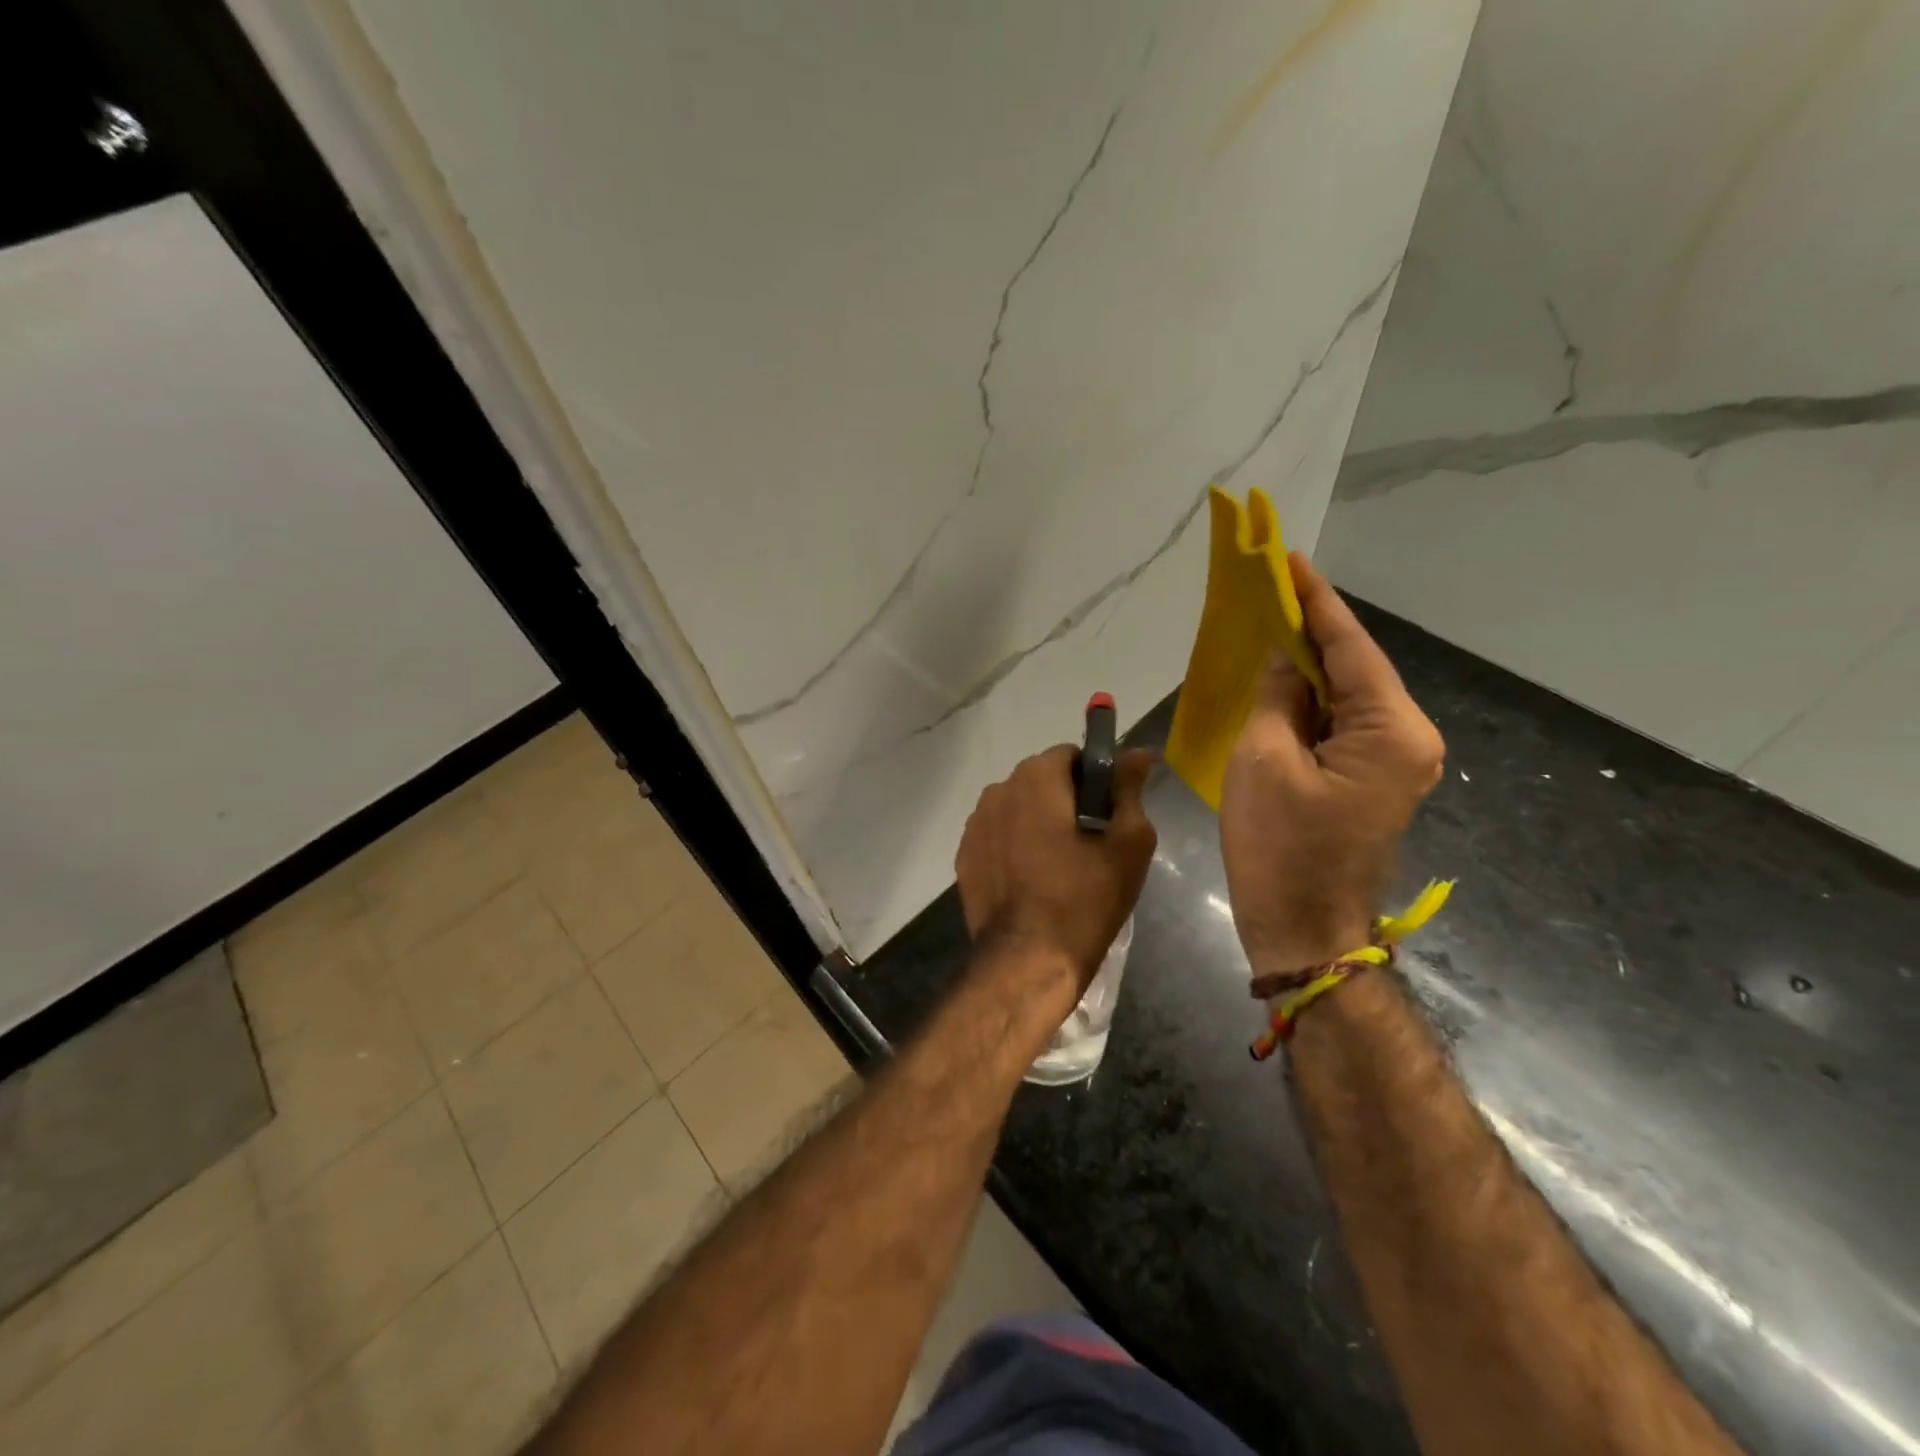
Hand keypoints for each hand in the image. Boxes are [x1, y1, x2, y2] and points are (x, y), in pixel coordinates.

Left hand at [956, 745, 1158, 992]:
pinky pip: (999, 837)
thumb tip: (1140, 753)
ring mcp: (975, 825)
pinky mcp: (965, 857)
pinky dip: (1016, 847)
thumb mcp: (1127, 843)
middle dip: (1068, 801)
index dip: (1097, 779)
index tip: (1111, 813)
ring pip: (1018, 809)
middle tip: (1093, 842)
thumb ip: (1130, 789)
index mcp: (1035, 778)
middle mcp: (997, 790)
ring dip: (1039, 823)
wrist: (1027, 962)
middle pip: (1042, 781)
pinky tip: (1034, 880)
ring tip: (1062, 865)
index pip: (1072, 756)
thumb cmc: (1084, 900)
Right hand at [1220, 553, 1444, 975]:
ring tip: (1268, 624)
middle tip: (1270, 589)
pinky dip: (1309, 701)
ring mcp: (1395, 761)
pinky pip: (1340, 723)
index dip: (1316, 601)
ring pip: (1347, 695)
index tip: (1289, 559)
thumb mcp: (1263, 759)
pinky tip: (1280, 680)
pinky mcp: (1372, 779)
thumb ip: (1277, 695)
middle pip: (1355, 668)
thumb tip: (1285, 656)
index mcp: (1391, 729)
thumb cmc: (1279, 846)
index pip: (1350, 647)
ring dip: (1308, 665)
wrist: (1302, 928)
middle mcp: (1408, 738)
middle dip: (1312, 630)